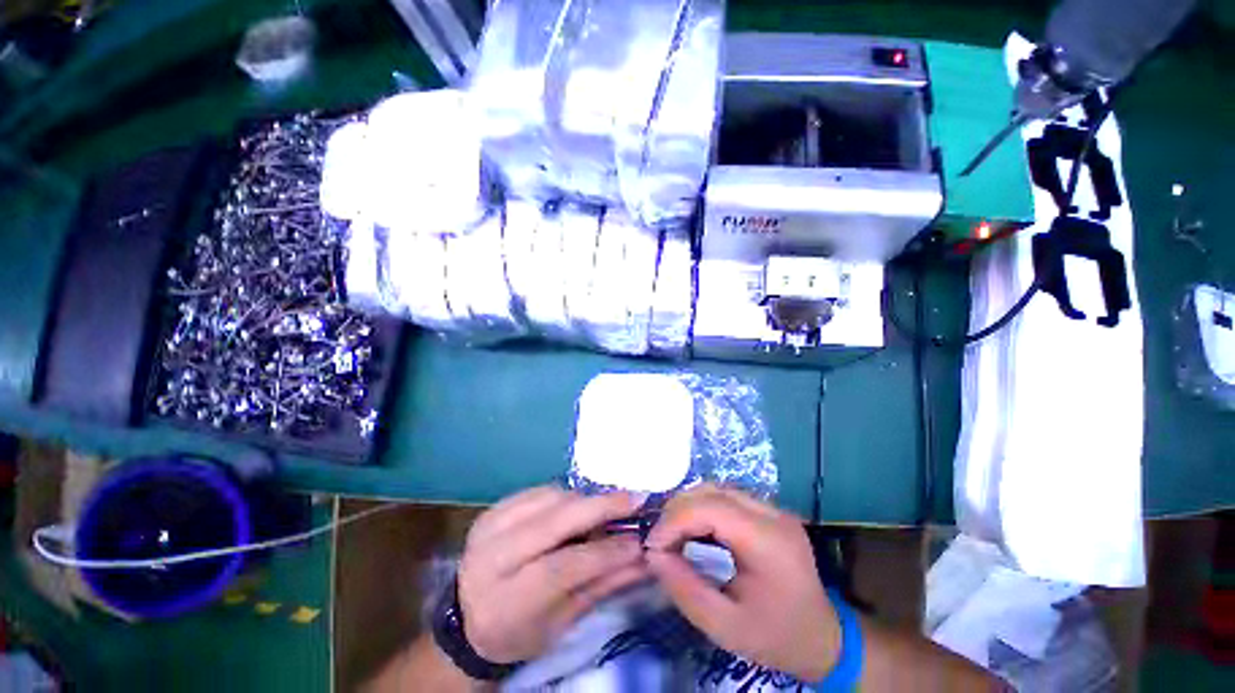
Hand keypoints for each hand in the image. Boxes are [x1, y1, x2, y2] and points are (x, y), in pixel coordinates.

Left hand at [458, 486, 648, 664]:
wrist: (469, 618)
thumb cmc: (520, 630)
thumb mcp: (562, 623)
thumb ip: (603, 586)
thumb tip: (645, 559)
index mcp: (504, 603)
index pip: (561, 568)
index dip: (603, 552)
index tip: (638, 542)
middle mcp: (490, 559)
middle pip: (552, 522)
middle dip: (599, 507)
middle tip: (634, 498)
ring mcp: (488, 527)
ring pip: (548, 498)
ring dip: (583, 499)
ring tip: (607, 507)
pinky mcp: (492, 509)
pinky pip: (538, 490)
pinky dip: (565, 494)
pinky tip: (578, 505)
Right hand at [644, 485, 840, 681]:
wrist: (824, 640)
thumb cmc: (776, 638)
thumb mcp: (725, 627)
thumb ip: (685, 589)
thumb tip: (653, 555)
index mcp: (767, 541)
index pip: (710, 509)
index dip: (674, 520)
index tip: (652, 546)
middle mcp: (772, 514)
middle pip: (712, 491)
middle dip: (677, 511)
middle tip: (659, 540)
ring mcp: (772, 509)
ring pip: (717, 489)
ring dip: (688, 507)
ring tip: (671, 534)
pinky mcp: (769, 512)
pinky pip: (726, 498)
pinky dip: (702, 508)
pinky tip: (692, 529)